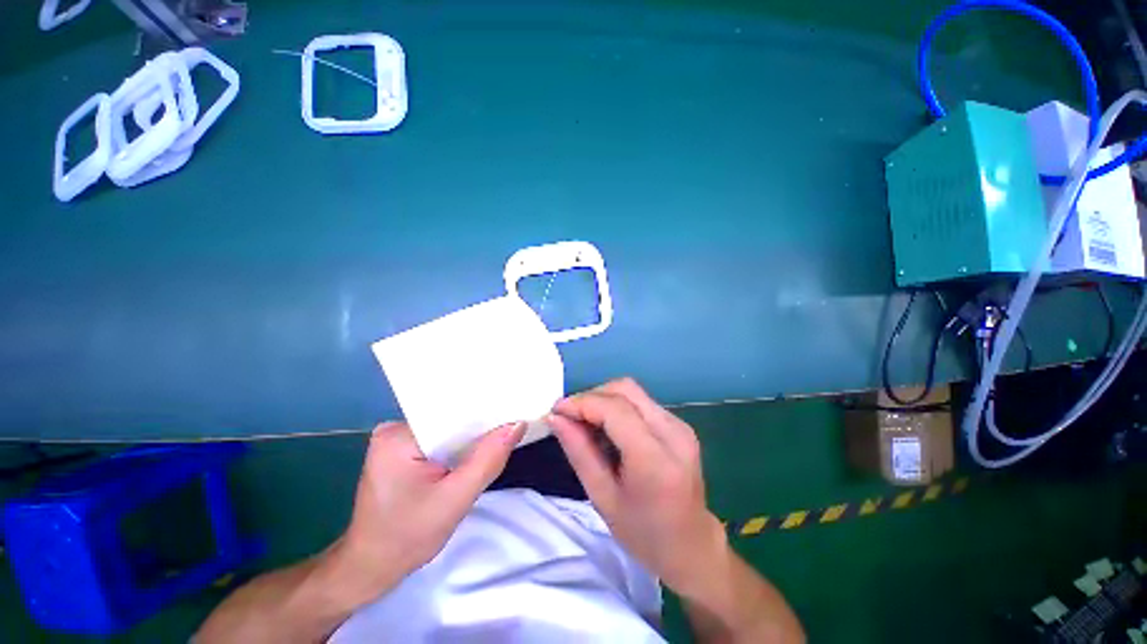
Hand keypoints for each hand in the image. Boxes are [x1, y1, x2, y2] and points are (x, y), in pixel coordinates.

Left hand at [333, 421, 524, 598]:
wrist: (371, 569)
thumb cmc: (407, 538)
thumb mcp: (454, 500)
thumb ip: (488, 460)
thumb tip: (518, 424)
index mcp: (398, 435)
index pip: (452, 413)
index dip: (484, 413)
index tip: (513, 411)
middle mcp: (395, 429)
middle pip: (449, 419)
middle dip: (479, 427)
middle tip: (512, 423)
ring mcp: (396, 440)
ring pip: (447, 430)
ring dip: (470, 438)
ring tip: (500, 434)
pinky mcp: (402, 451)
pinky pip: (440, 440)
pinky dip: (459, 447)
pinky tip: (476, 451)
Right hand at [548, 378, 726, 594]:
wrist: (692, 547)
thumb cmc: (644, 534)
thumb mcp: (603, 498)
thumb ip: (579, 452)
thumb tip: (556, 418)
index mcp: (656, 460)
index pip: (615, 409)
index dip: (582, 403)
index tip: (556, 411)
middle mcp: (673, 433)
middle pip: (625, 390)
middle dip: (592, 396)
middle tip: (570, 417)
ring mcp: (680, 425)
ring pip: (633, 392)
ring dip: (604, 400)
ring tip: (586, 424)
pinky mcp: (679, 424)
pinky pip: (641, 402)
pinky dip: (618, 408)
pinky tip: (608, 430)